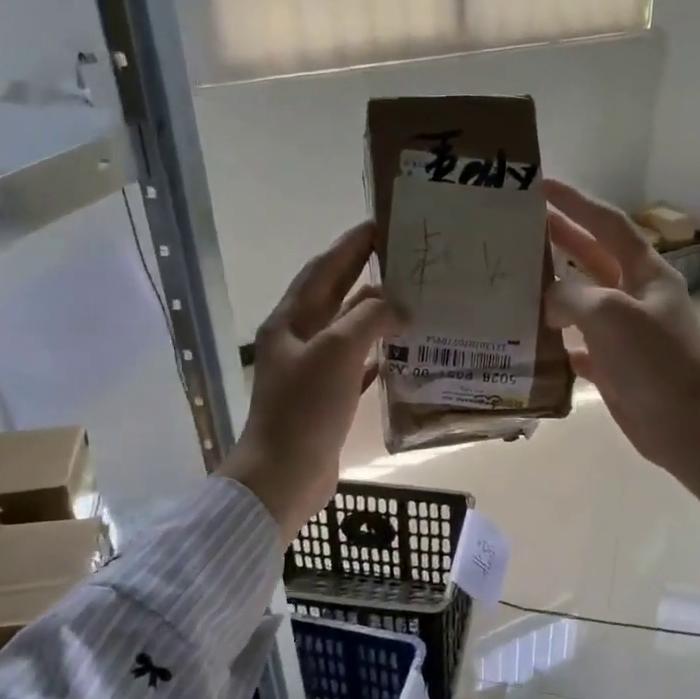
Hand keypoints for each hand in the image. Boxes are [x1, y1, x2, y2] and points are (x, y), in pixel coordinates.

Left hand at [220, 221, 404, 535]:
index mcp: (290, 321)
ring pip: (349, 331)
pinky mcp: (327, 400)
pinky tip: (403, 352)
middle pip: (336, 296)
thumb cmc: (305, 409)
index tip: (382, 223)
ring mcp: (312, 371)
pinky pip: (357, 366)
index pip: (323, 269)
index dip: (351, 245)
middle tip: (406, 258)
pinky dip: (378, 355)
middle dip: (367, 274)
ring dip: (377, 316)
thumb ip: (369, 318)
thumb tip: (398, 304)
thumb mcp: (337, 352)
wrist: (284, 475)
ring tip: (414, 302)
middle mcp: (298, 340)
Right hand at [544, 180, 699, 474]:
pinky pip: (580, 342)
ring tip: (517, 278)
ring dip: (555, 289)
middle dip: (561, 239)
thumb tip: (549, 301)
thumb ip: (572, 297)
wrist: (684, 423)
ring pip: (584, 300)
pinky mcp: (615, 363)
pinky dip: (558, 338)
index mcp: (646, 273)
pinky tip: (533, 337)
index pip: (607, 224)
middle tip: (522, 225)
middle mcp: (636, 296)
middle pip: (593, 257)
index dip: (576, 202)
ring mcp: (626, 331)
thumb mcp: (610, 315)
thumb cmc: (654, 361)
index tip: (542, 186)